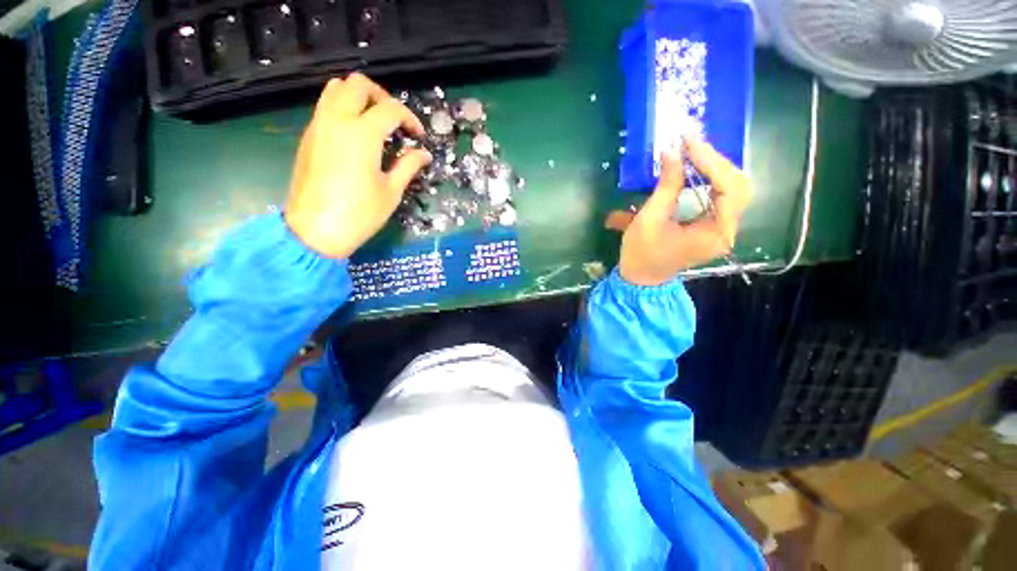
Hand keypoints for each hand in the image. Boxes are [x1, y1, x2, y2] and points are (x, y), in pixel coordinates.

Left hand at [284, 74, 431, 258]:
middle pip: (358, 84)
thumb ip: (408, 166)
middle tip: (396, 121)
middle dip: (382, 96)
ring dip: (359, 98)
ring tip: (375, 122)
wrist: (316, 230)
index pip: (390, 109)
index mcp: (362, 133)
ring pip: (336, 89)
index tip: (418, 136)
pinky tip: (357, 136)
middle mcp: (337, 120)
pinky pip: (326, 107)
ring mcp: (318, 125)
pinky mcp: (308, 136)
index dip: (409, 119)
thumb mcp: (391, 191)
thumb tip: (424, 154)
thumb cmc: (360, 213)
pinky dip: (344, 109)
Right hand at [619, 137, 750, 285]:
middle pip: (738, 186)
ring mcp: (722, 228)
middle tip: (692, 145)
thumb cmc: (641, 253)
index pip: (730, 188)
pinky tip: (697, 168)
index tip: (689, 142)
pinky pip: (721, 196)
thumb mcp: (649, 220)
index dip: (711, 161)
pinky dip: (711, 179)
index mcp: (715, 233)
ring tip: (694, 152)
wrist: (641, 278)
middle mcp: (727, 230)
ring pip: (733, 188)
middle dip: (716, 162)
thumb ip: (666, 186)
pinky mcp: (713, 226)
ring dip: (715, 168)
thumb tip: (672, 151)